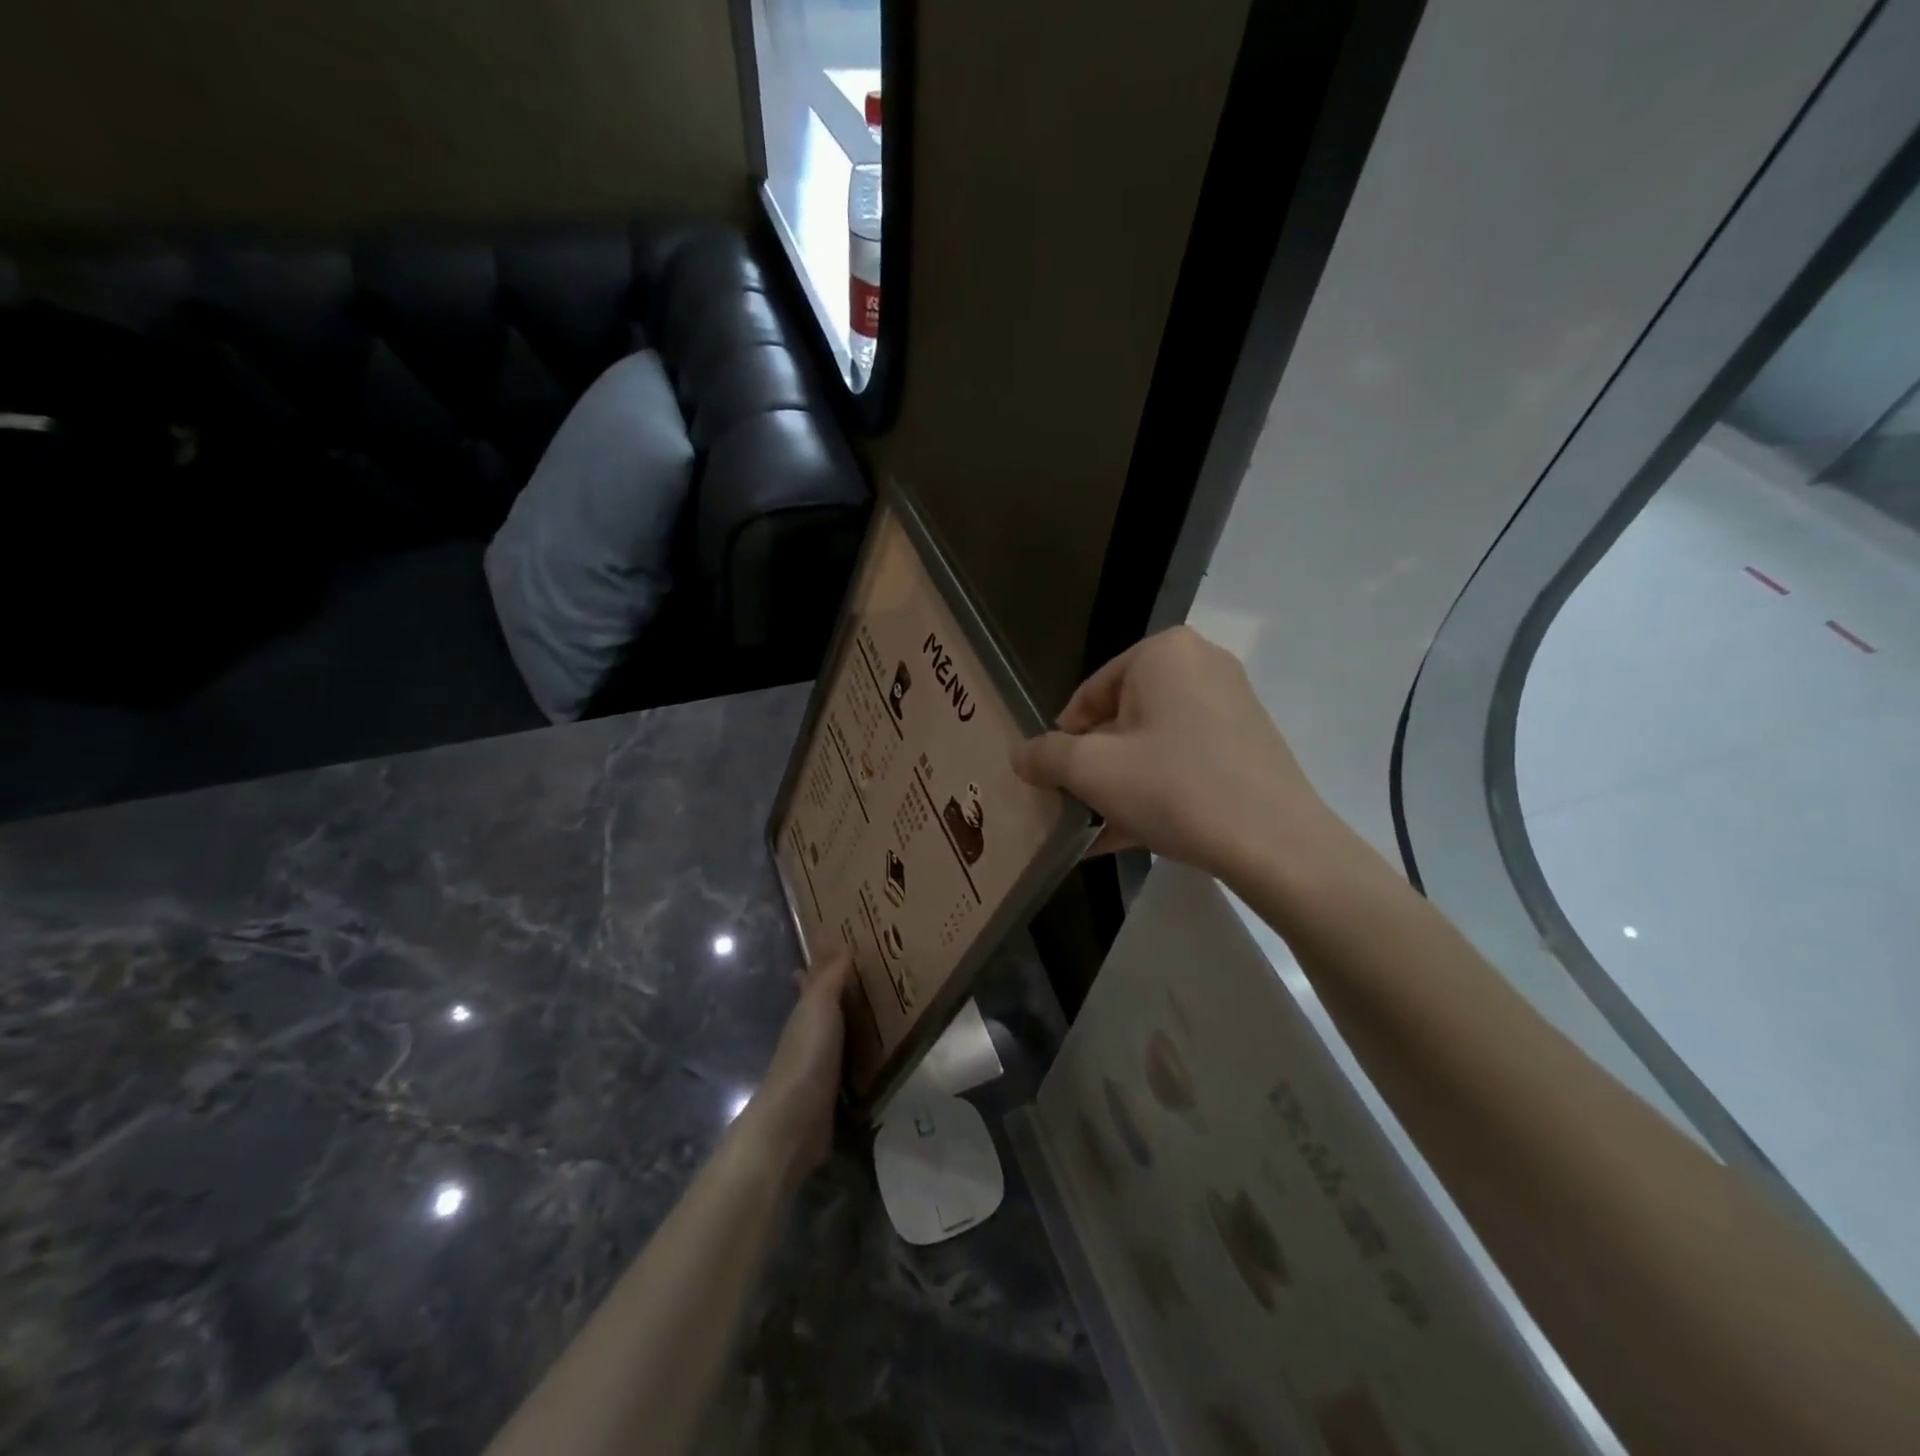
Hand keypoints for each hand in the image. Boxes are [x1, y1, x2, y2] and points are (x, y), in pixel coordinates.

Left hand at [735, 948, 851, 1186]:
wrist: (795, 1120)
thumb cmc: (808, 1054)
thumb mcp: (820, 1006)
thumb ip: (830, 978)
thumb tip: (841, 946)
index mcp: (805, 1011)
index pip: (812, 979)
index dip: (820, 962)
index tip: (834, 944)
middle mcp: (808, 1034)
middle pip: (821, 1005)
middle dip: (835, 990)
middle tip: (862, 974)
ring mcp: (817, 1065)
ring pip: (834, 1033)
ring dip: (848, 1021)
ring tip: (873, 1009)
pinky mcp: (830, 1092)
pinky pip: (847, 1062)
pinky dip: (856, 1052)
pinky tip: (871, 1054)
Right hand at [1011, 627, 1323, 879]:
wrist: (1276, 845)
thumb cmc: (1173, 788)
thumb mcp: (1091, 771)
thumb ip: (1045, 756)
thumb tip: (1020, 755)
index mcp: (1163, 653)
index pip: (1089, 693)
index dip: (1064, 740)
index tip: (1053, 780)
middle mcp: (1201, 665)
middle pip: (1122, 718)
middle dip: (1094, 765)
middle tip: (1076, 804)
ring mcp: (1231, 705)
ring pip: (1153, 743)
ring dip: (1121, 784)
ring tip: (1097, 827)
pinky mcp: (1248, 744)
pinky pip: (1184, 761)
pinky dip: (1156, 790)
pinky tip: (1129, 835)